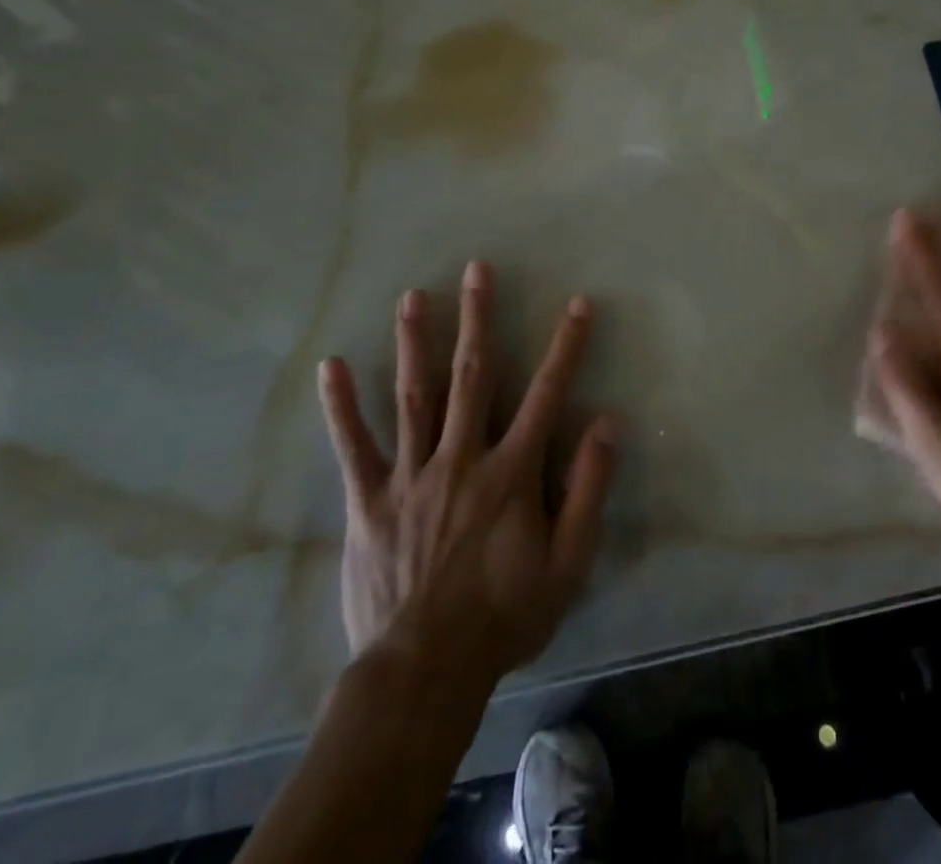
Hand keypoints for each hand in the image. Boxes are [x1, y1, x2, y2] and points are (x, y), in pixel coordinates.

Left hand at [316, 261, 616, 690]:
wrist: (424, 672)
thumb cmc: (504, 616)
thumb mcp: (568, 563)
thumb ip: (589, 490)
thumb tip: (607, 424)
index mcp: (512, 471)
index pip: (546, 394)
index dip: (565, 346)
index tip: (577, 304)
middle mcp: (461, 457)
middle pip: (472, 375)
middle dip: (477, 318)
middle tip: (476, 269)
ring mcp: (411, 475)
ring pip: (413, 396)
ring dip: (415, 342)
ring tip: (412, 296)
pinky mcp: (369, 501)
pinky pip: (354, 446)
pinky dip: (342, 406)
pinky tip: (333, 366)